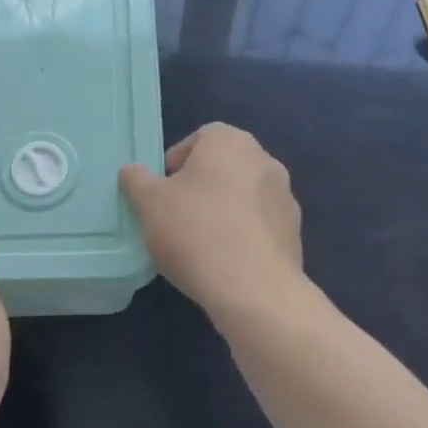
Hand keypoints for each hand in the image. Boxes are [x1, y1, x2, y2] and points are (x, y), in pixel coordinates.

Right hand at [118, 123, 303, 324]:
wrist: (255, 290)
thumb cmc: (196, 231)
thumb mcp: (150, 203)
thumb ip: (137, 180)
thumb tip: (131, 172)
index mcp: (230, 141)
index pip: (201, 137)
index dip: (178, 160)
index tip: (163, 189)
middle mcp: (264, 159)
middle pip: (225, 165)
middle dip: (202, 185)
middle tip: (178, 214)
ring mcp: (285, 197)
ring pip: (245, 195)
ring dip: (225, 210)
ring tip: (201, 243)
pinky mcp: (295, 233)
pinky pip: (261, 225)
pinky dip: (245, 235)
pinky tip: (226, 262)